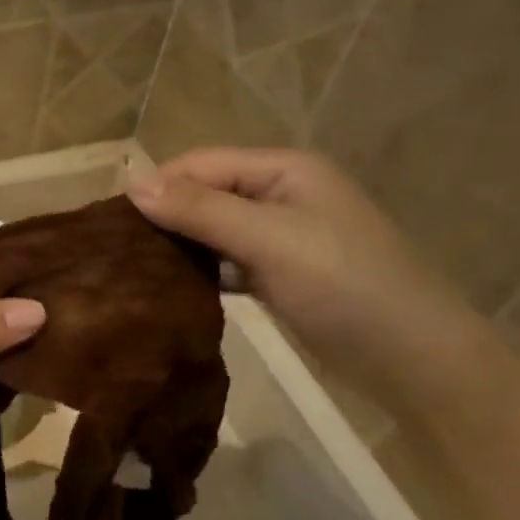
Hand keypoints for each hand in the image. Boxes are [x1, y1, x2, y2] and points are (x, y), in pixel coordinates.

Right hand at [128, 148, 495, 411]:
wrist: (410, 355)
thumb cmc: (343, 285)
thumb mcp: (269, 239)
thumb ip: (201, 210)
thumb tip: (132, 182)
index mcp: (284, 170)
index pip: (202, 164)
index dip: (157, 185)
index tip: (109, 223)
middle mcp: (280, 194)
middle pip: (205, 194)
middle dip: (164, 216)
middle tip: (114, 252)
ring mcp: (280, 236)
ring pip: (213, 230)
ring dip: (178, 246)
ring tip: (131, 271)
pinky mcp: (278, 274)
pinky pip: (226, 262)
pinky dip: (199, 272)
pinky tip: (170, 290)